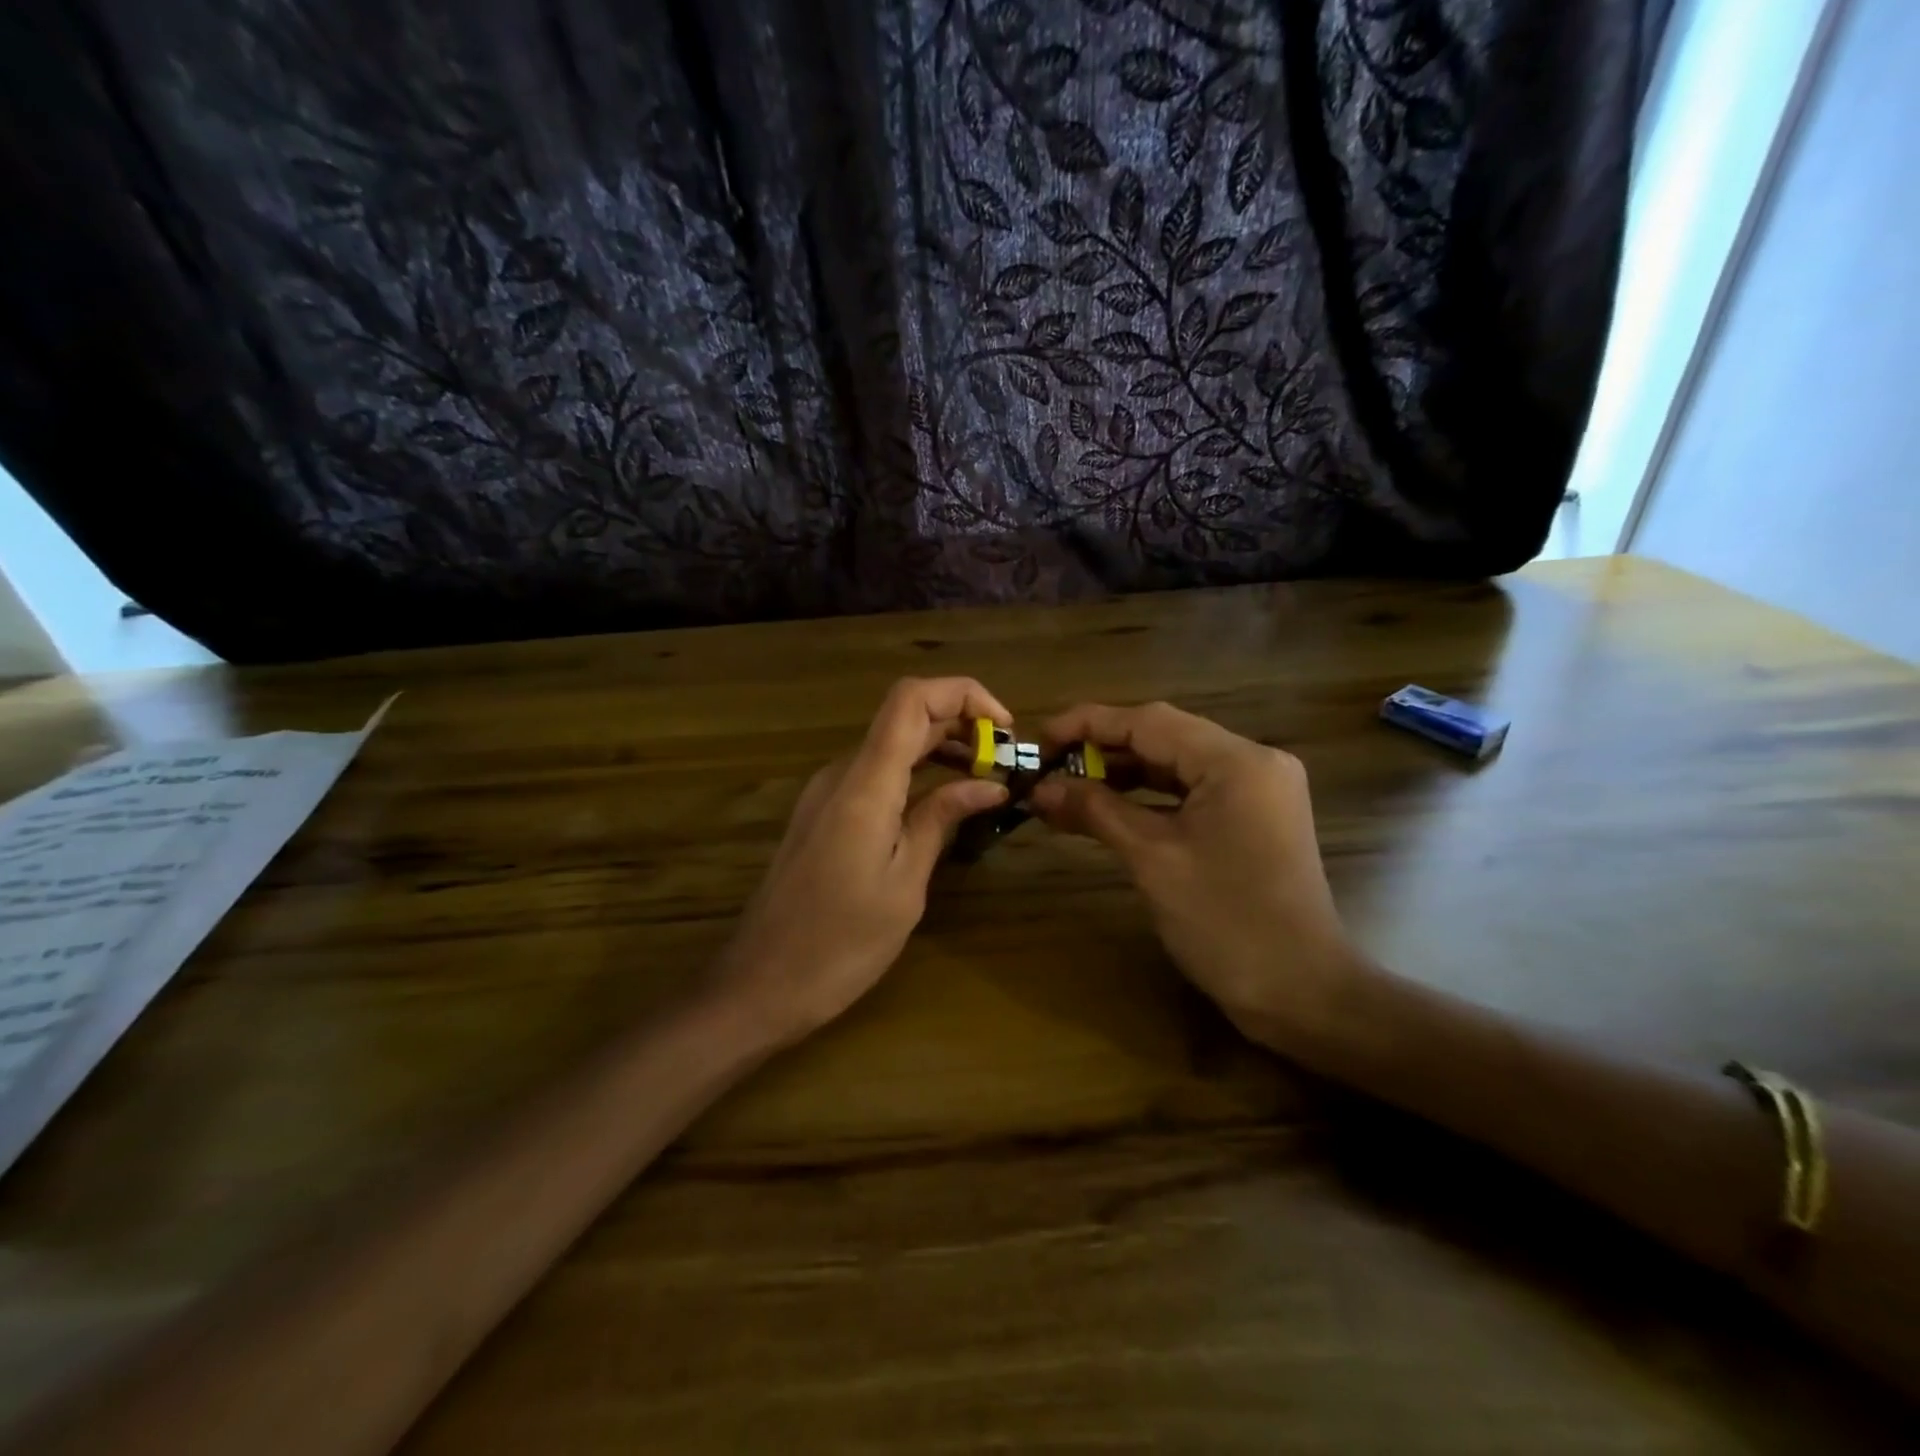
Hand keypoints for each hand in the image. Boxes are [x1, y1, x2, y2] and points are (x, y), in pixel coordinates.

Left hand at [711, 677, 1011, 1044]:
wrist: (760, 985)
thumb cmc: (840, 945)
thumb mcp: (904, 884)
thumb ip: (941, 819)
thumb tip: (989, 784)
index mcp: (865, 784)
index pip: (912, 699)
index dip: (964, 695)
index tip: (1005, 729)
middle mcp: (840, 773)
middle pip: (905, 717)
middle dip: (961, 725)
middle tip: (1006, 763)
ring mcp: (826, 792)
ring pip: (890, 744)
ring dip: (940, 749)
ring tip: (985, 780)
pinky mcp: (821, 813)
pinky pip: (874, 773)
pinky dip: (915, 773)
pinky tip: (942, 803)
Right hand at [1029, 702, 1369, 1055]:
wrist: (1302, 993)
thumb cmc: (1226, 923)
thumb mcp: (1153, 860)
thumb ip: (1096, 811)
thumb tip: (1040, 788)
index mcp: (1236, 761)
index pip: (1149, 721)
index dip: (1087, 723)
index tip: (1039, 739)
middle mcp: (1252, 762)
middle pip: (1163, 738)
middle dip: (1102, 749)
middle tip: (1047, 766)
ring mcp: (1256, 790)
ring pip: (1175, 765)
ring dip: (1122, 774)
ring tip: (1067, 787)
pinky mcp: (1253, 817)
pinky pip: (1190, 793)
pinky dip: (1148, 799)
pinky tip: (1107, 808)